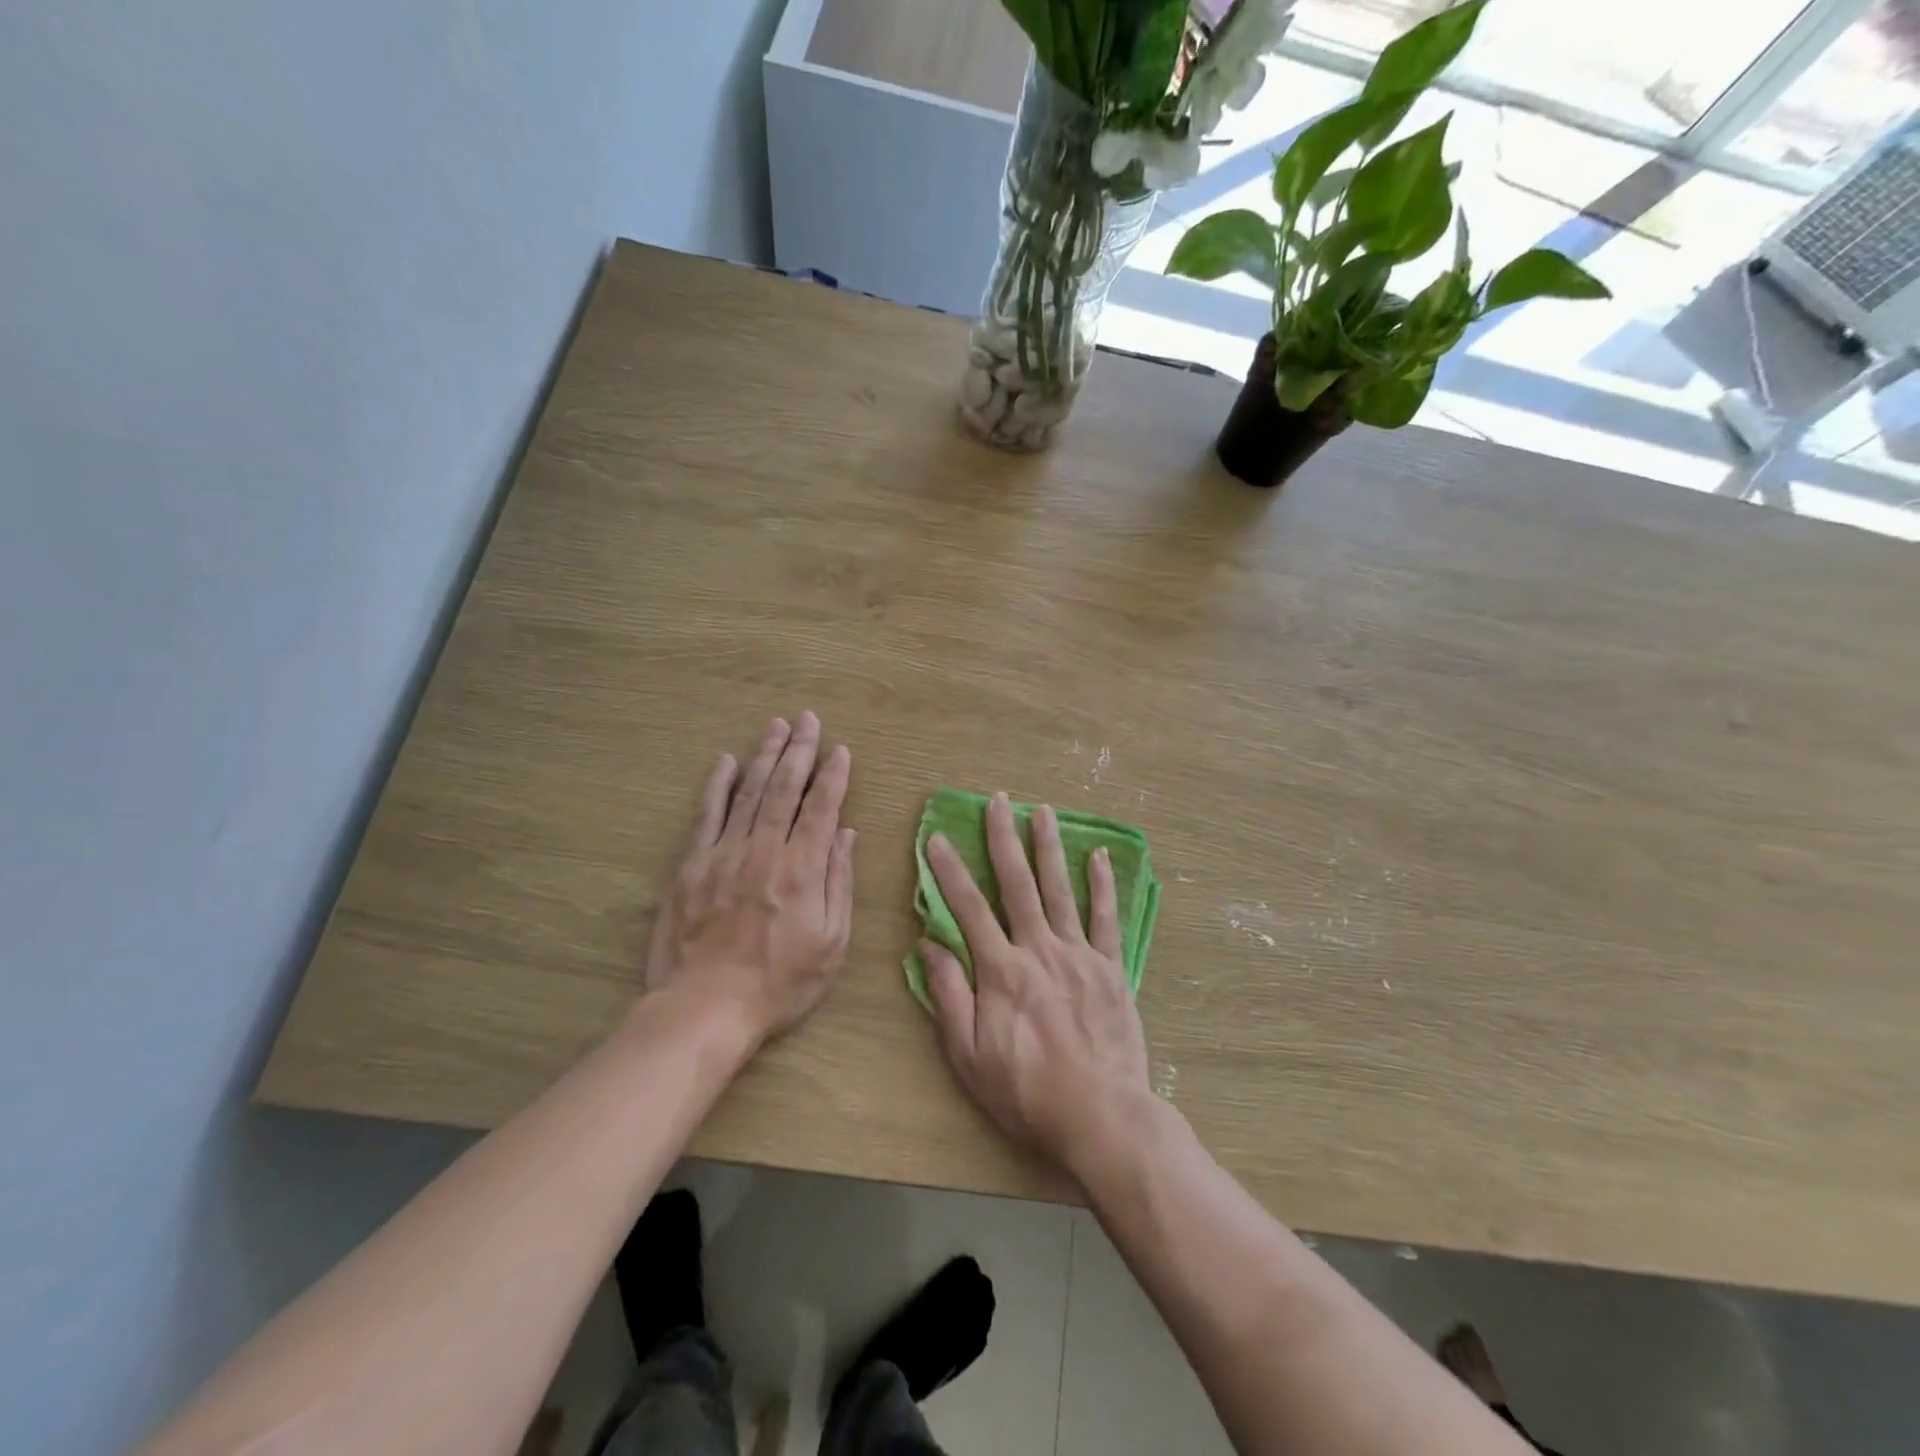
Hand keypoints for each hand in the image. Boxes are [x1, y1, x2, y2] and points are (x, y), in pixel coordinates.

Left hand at [646, 713, 855, 1044]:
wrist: (706, 1007)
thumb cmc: (779, 982)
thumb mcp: (831, 943)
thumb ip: (839, 883)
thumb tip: (845, 835)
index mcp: (803, 868)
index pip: (822, 808)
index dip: (833, 776)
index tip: (840, 750)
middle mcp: (765, 850)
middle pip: (785, 788)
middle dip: (800, 750)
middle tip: (808, 720)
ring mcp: (725, 853)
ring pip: (749, 792)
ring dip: (765, 756)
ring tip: (777, 726)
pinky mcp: (692, 865)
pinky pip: (707, 815)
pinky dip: (717, 785)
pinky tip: (726, 761)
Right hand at [921, 793, 1151, 1178]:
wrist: (1101, 1117)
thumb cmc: (1026, 1092)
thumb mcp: (969, 1056)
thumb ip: (949, 996)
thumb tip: (928, 945)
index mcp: (1001, 971)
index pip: (968, 908)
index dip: (950, 871)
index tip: (939, 838)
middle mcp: (1039, 950)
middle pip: (1017, 884)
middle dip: (1004, 838)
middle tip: (998, 800)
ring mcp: (1079, 955)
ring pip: (1061, 889)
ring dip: (1049, 847)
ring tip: (1043, 811)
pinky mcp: (1112, 968)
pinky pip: (1107, 918)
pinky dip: (1103, 884)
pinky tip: (1100, 855)